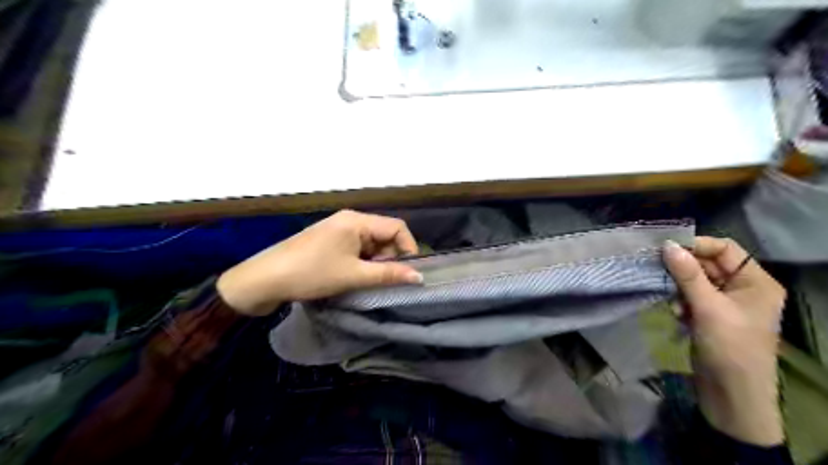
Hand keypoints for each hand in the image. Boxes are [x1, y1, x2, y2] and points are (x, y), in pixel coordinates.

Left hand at [214, 211, 421, 314]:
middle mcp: (350, 219)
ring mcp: (338, 229)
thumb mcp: (354, 275)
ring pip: (371, 243)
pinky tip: (356, 277)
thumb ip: (389, 274)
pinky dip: (363, 262)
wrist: (265, 280)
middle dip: (391, 257)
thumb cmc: (312, 273)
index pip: (397, 227)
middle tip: (387, 280)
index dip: (409, 248)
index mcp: (357, 221)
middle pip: (384, 234)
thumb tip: (419, 276)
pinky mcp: (330, 240)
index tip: (410, 272)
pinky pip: (357, 247)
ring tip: (370, 281)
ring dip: (376, 261)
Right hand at [664, 237, 784, 445]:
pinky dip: (680, 301)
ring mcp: (726, 303)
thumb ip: (687, 275)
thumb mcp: (708, 308)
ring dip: (679, 288)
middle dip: (683, 269)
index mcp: (755, 282)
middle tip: (658, 273)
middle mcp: (743, 288)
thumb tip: (667, 245)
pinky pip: (690, 297)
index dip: (696, 246)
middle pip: (707, 264)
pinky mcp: (710, 316)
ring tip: (672, 302)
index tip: (666, 250)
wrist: (731, 394)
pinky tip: (676, 313)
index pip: (724, 249)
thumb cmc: (729, 348)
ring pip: (695, 281)